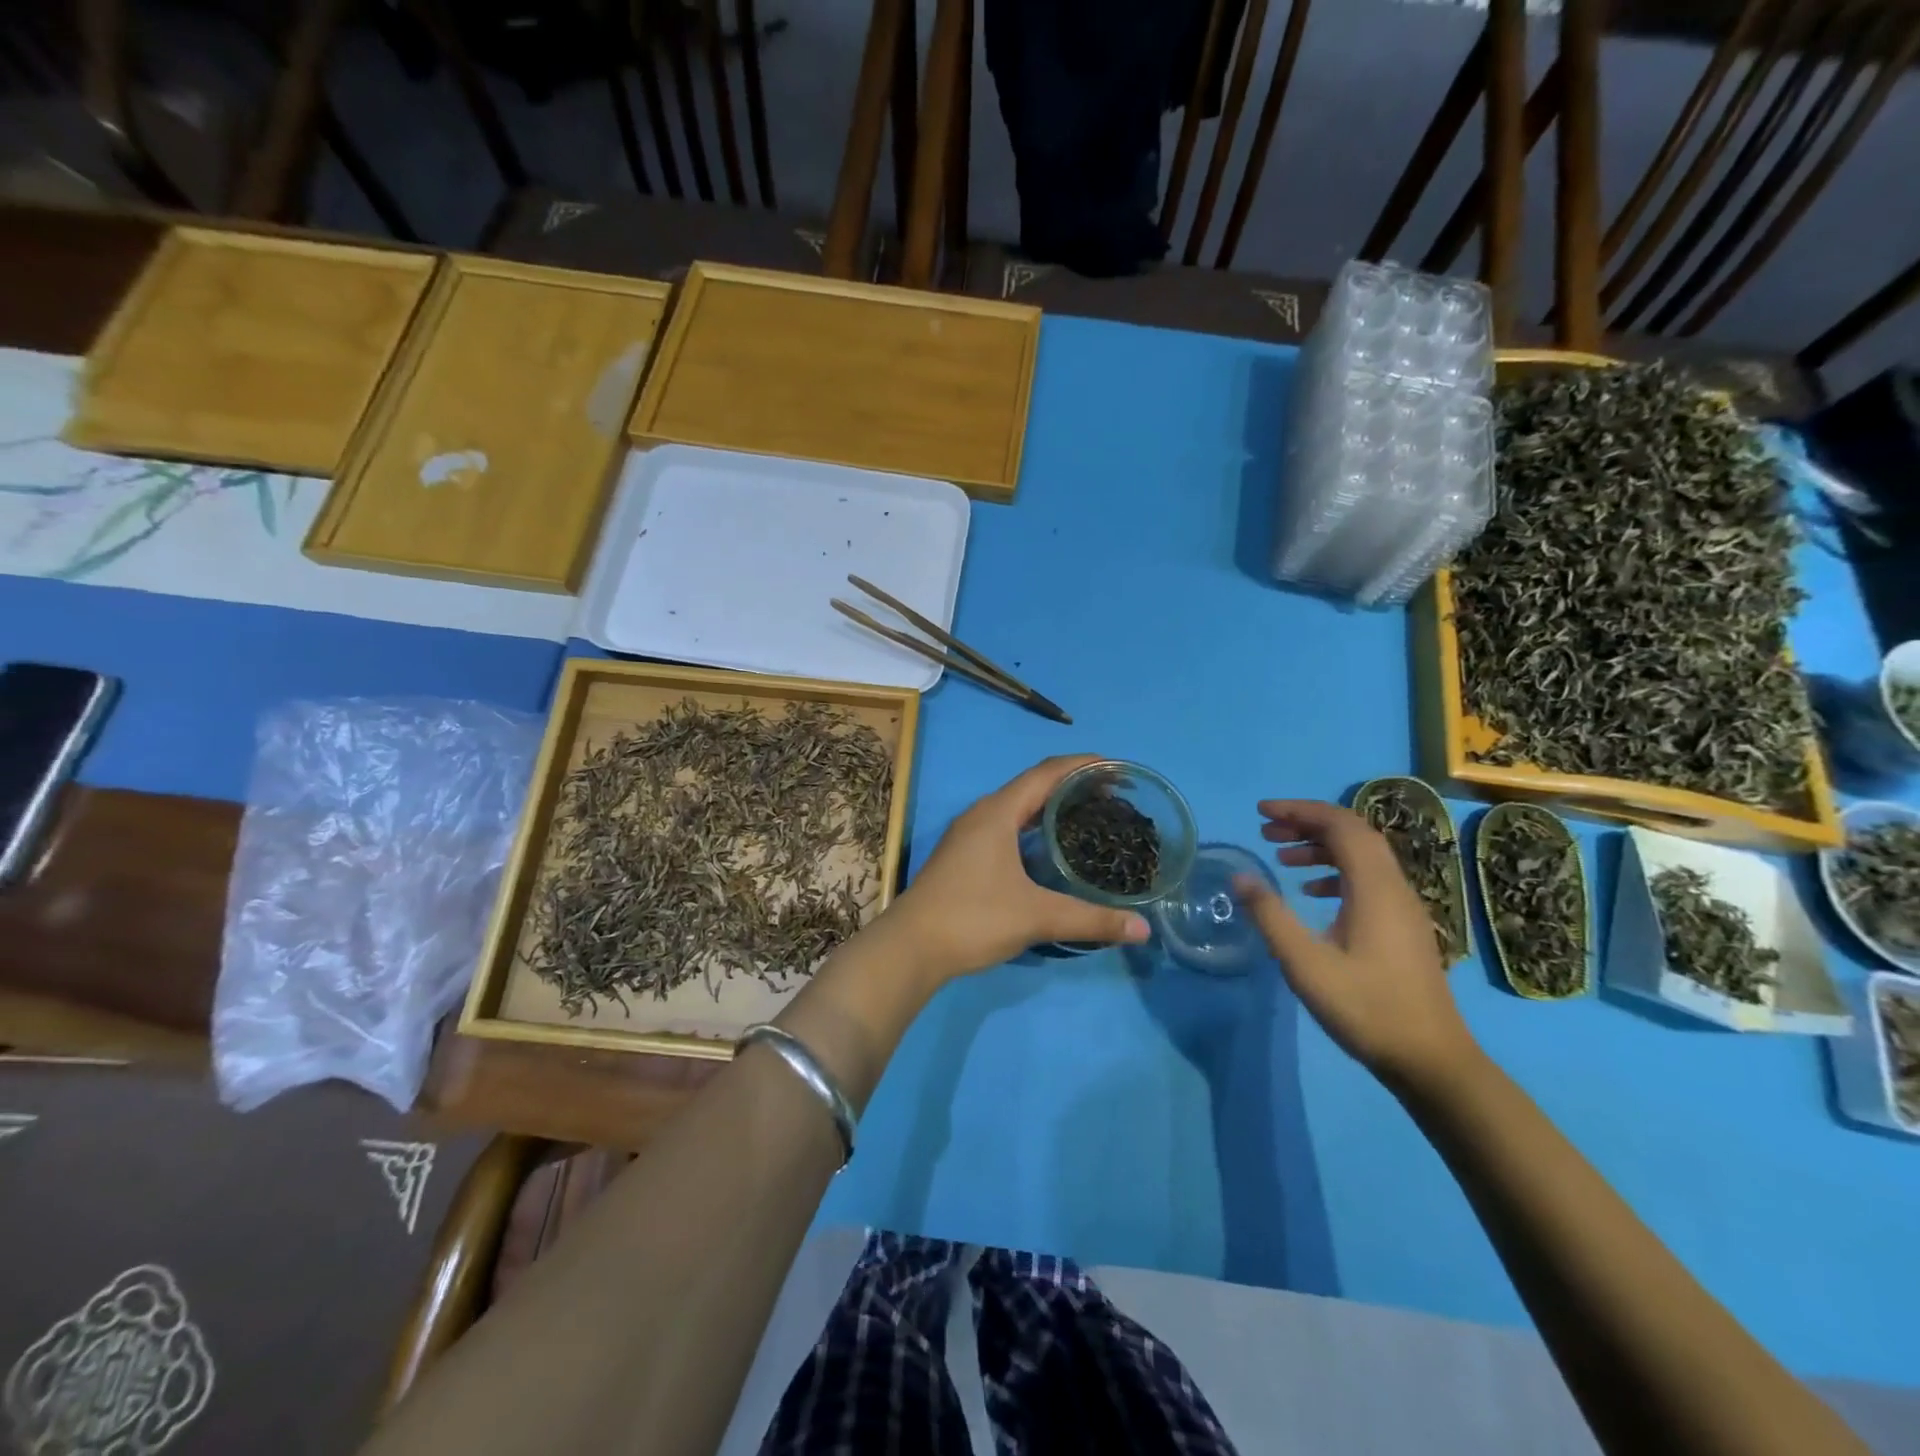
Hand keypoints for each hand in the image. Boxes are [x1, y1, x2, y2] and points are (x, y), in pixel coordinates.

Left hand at [882, 756, 1151, 980]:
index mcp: (998, 812)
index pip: (1048, 772)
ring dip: (1053, 807)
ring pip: (1019, 807)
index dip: (1085, 765)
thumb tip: (1143, 930)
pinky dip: (1035, 827)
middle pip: (1034, 786)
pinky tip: (1052, 850)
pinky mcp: (965, 855)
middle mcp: (983, 814)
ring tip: (1090, 818)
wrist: (911, 947)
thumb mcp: (1037, 917)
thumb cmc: (973, 918)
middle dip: (1074, 786)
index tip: (1120, 769)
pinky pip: (1008, 826)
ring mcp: (970, 834)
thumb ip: (1091, 920)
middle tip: (1115, 797)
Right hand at [1234, 799, 1476, 1088]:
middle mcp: (1395, 887)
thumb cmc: (1366, 1008)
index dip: (1300, 811)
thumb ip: (1271, 916)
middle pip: (1354, 834)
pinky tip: (1311, 893)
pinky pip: (1368, 879)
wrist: (1430, 1060)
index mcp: (1374, 888)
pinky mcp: (1403, 926)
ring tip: (1281, 857)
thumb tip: (1240, 876)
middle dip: (1308, 824)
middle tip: (1266, 831)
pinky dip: (1336, 872)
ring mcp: (1403, 907)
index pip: (1341, 825)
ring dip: (1321, 847)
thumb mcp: (1305, 964)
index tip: (1261, 812)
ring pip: (1362, 856)